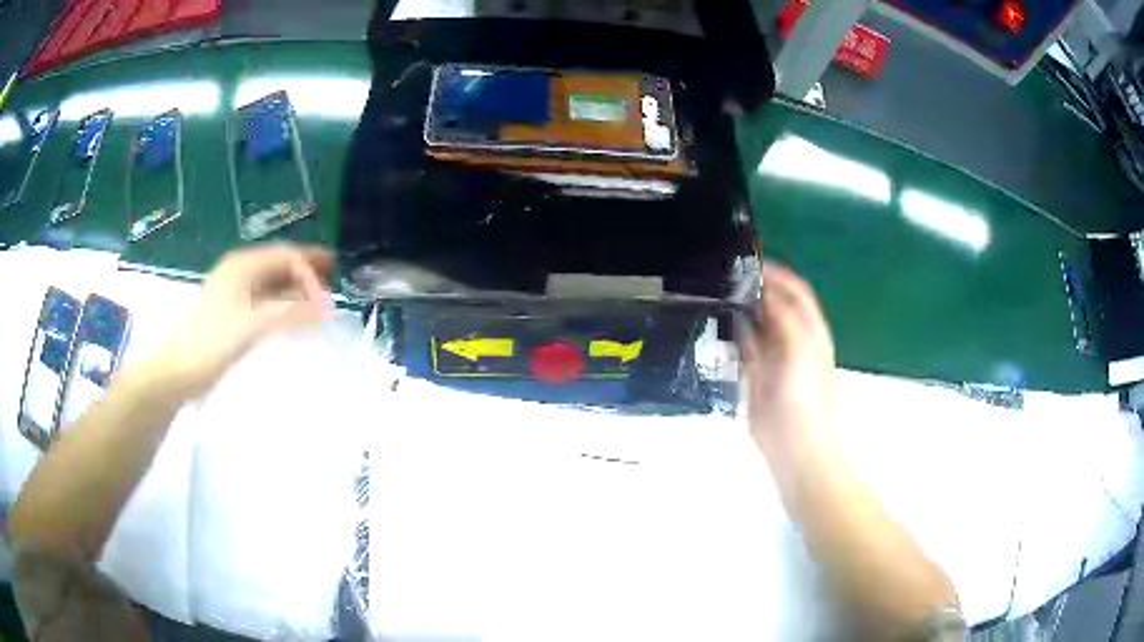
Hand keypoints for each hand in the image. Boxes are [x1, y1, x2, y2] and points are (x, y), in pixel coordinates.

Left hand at [151, 244, 332, 398]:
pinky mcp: (228, 312)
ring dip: (292, 288)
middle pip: (278, 264)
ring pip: (270, 282)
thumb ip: (291, 312)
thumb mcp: (254, 325)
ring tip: (314, 301)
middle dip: (304, 272)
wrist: (177, 371)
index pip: (285, 255)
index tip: (331, 286)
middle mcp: (237, 272)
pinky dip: (279, 303)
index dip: (310, 265)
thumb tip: (325, 307)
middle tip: (329, 281)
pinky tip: (288, 317)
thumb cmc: (213, 343)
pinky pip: (262, 298)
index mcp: (243, 266)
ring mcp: (231, 291)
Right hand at [738, 262, 835, 448]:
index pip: (795, 291)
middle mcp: (795, 339)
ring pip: (759, 324)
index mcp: (811, 330)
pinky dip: (735, 333)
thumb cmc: (803, 395)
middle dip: (756, 289)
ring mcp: (776, 357)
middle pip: (776, 305)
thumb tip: (763, 291)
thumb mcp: (799, 347)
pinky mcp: (758, 375)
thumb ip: (783, 315)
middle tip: (727, 276)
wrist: (793, 443)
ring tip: (719, 294)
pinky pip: (746, 346)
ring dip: (743, 309)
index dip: (777, 274)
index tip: (749, 261)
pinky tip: (720, 325)